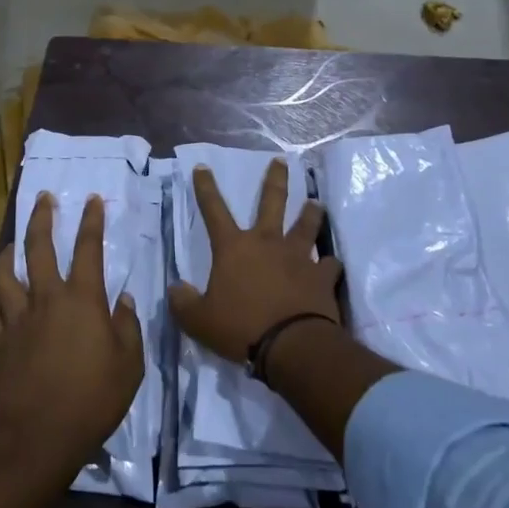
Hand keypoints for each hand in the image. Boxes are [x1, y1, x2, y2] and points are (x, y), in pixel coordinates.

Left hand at [0, 192, 144, 476]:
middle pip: (39, 247)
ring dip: (7, 255)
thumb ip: (128, 327)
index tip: (91, 200)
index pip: (88, 248)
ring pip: (4, 275)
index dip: (91, 221)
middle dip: (42, 218)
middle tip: (43, 199)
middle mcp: (46, 299)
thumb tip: (125, 300)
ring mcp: (18, 319)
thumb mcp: (130, 366)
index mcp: (82, 300)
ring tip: (10, 246)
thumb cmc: (93, 400)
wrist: (41, 438)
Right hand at [167, 158, 341, 365]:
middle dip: (275, 179)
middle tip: (281, 161)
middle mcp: (267, 243)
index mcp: (234, 248)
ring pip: (306, 226)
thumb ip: (184, 303)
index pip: (214, 210)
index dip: (206, 188)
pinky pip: (329, 265)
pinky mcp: (321, 277)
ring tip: (316, 203)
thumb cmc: (240, 328)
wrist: (292, 346)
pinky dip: (329, 264)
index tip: (203, 167)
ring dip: (310, 214)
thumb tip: (176, 290)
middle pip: (272, 202)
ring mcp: (298, 257)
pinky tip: (332, 264)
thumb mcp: (199, 321)